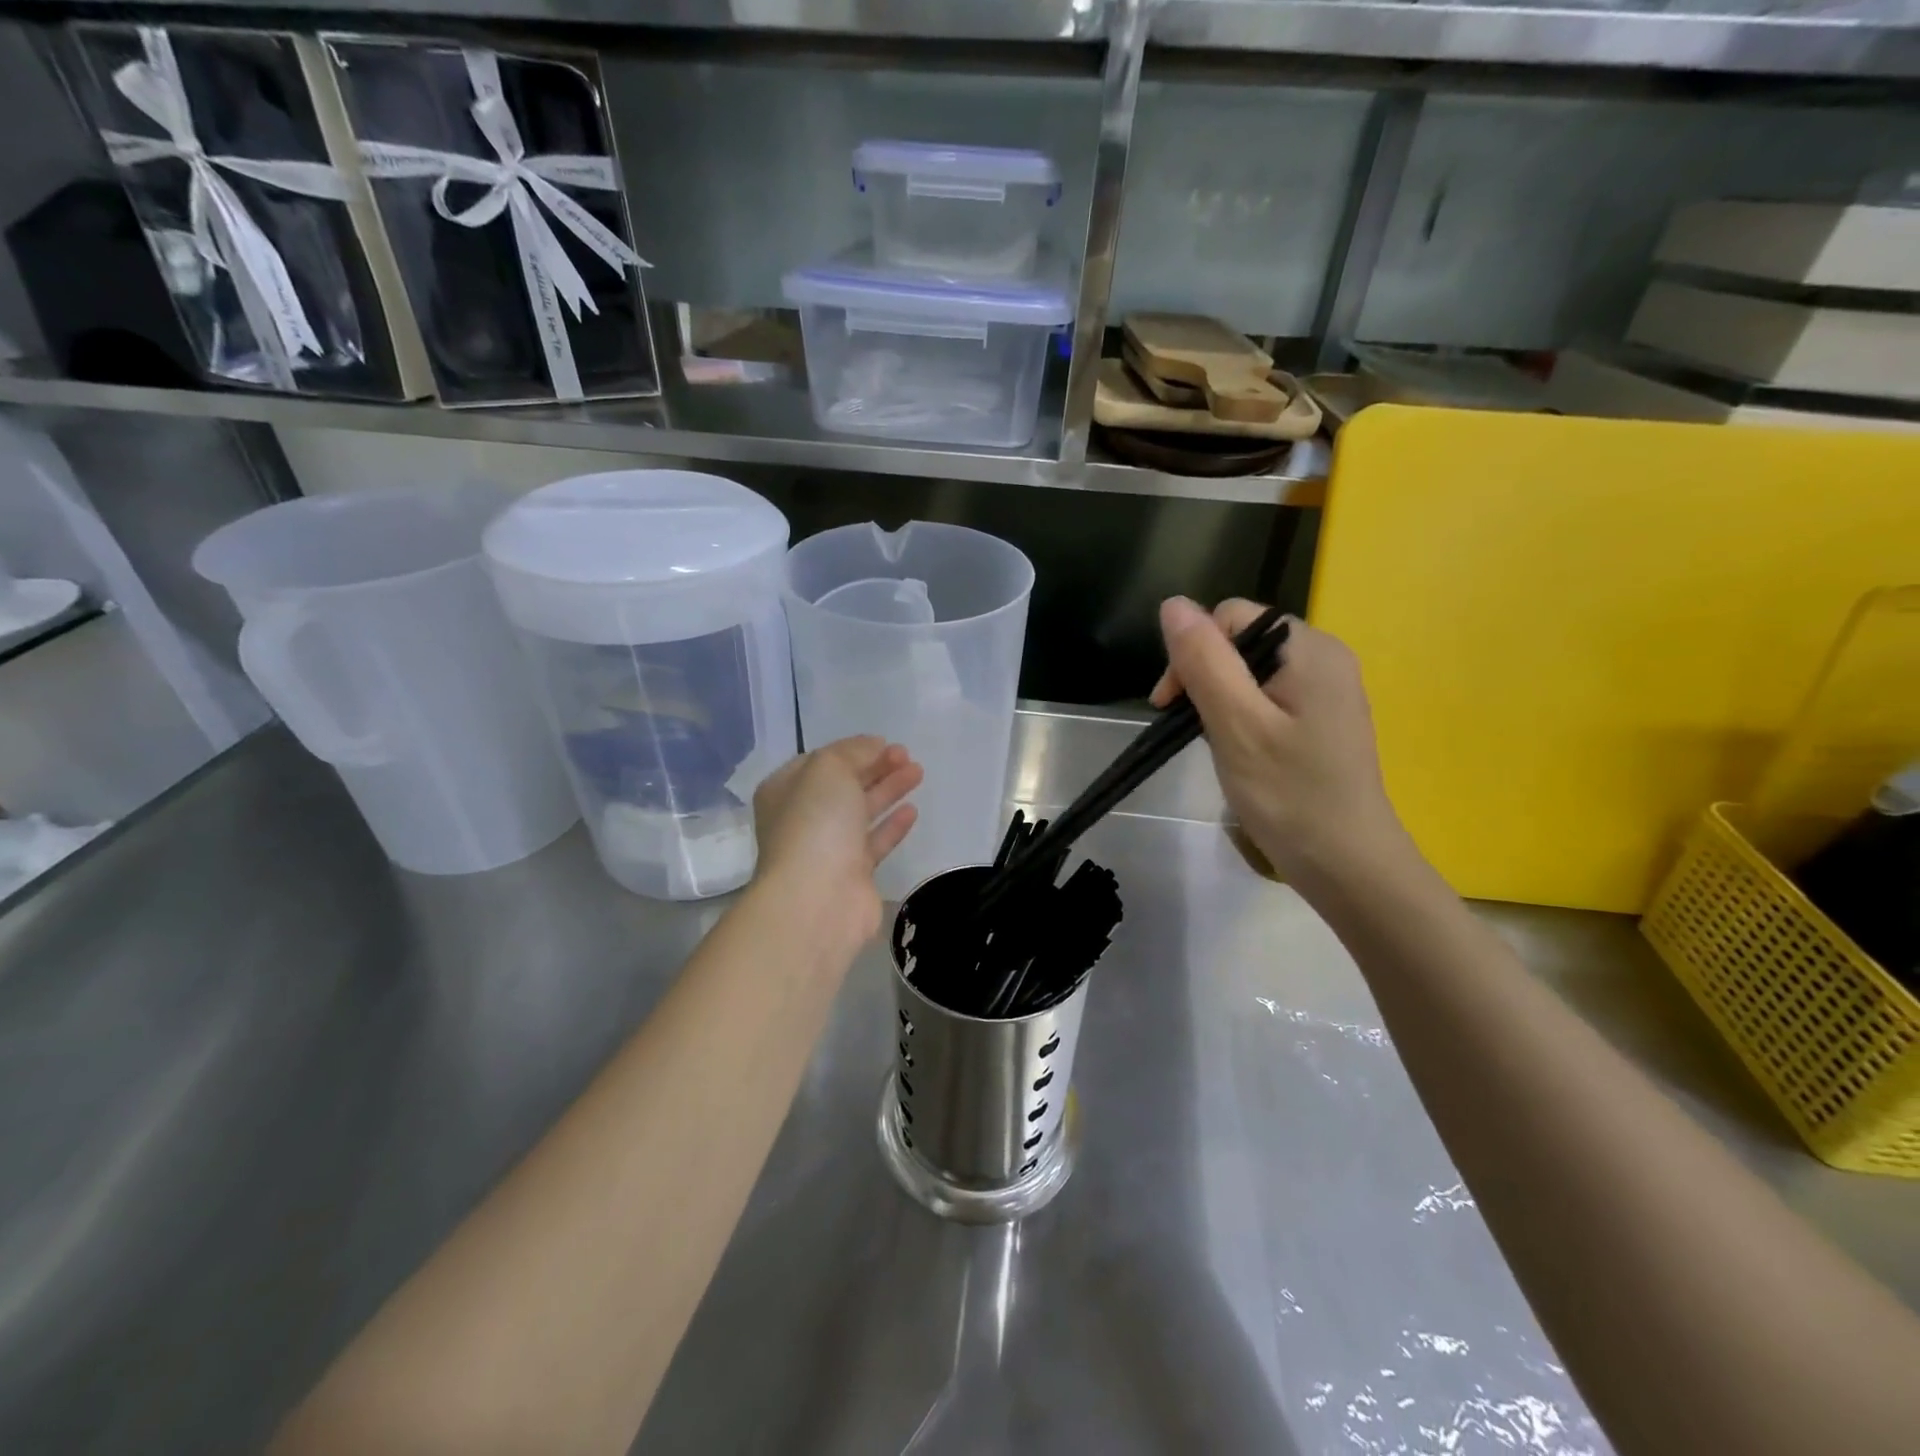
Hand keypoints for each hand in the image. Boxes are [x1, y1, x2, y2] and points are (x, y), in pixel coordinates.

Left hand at [752, 737, 922, 946]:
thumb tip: (873, 746)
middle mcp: (802, 818)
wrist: (817, 899)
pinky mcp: (852, 874)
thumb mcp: (829, 769)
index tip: (884, 742)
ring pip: (861, 811)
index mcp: (785, 790)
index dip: (852, 750)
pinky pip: (874, 842)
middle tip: (907, 755)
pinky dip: (892, 824)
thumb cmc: (815, 823)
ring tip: (918, 772)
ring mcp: (827, 848)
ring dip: (888, 790)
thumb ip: (853, 751)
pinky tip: (912, 810)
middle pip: (843, 785)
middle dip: (875, 767)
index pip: (820, 762)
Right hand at [1151, 597, 1406, 888]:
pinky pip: (1268, 698)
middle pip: (1240, 641)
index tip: (1169, 706)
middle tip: (1190, 731)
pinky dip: (1242, 718)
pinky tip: (1241, 752)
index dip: (1191, 653)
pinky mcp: (1322, 720)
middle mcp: (1324, 658)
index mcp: (1310, 648)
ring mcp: (1327, 690)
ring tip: (1217, 746)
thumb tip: (1172, 604)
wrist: (1348, 866)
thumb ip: (1204, 661)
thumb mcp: (1236, 724)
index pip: (1231, 617)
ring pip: (1250, 672)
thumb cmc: (1290, 795)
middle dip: (1203, 678)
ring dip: (1219, 701)